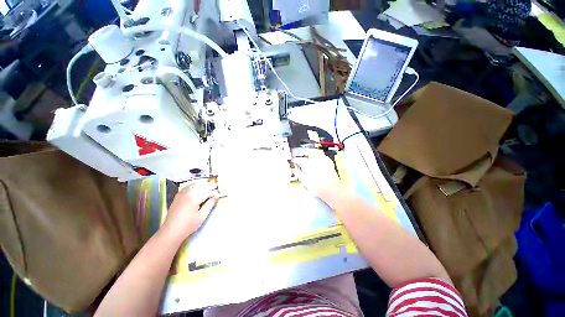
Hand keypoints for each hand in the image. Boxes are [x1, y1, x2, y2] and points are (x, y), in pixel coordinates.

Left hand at [161, 183, 217, 242]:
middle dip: (209, 187)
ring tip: (208, 190)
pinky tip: (198, 190)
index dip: (214, 193)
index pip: (207, 191)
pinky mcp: (178, 195)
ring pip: (195, 184)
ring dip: (203, 186)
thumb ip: (210, 204)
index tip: (219, 195)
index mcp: (194, 197)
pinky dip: (195, 186)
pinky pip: (188, 186)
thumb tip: (215, 197)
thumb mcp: (202, 216)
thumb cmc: (188, 225)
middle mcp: (188, 192)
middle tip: (216, 190)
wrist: (170, 231)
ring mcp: (182, 193)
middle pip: (202, 185)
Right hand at [292, 151, 346, 201]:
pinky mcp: (330, 163)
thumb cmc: (319, 188)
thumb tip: (294, 170)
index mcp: (310, 166)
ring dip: (312, 154)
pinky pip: (324, 156)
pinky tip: (318, 162)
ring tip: (309, 159)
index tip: (293, 160)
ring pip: (317, 153)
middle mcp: (318, 162)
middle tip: (302, 157)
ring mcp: (325, 161)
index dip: (296, 159)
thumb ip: (299, 175)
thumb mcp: (306, 183)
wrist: (334, 191)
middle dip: (305, 153)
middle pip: (310, 152)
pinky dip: (319, 157)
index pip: (301, 160)